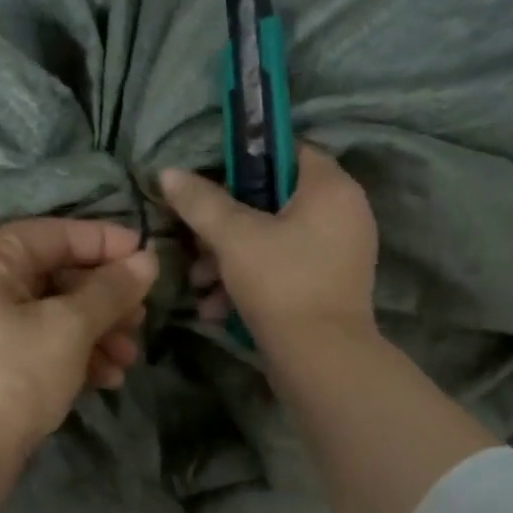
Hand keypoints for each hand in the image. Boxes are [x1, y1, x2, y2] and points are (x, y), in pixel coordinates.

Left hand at [0, 219, 158, 466]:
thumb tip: (149, 260)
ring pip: (51, 310)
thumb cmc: (11, 377)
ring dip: (96, 331)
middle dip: (104, 300)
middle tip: (142, 319)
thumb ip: (111, 289)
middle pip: (54, 274)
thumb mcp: (69, 328)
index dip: (106, 243)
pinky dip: (73, 352)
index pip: (54, 234)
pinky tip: (107, 377)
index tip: (150, 257)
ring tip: (128, 358)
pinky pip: (38, 338)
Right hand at [160, 145, 379, 355]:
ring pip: (273, 240)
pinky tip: (216, 308)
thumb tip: (168, 172)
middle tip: (196, 242)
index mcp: (331, 189)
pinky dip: (251, 282)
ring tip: (199, 283)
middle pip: (274, 201)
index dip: (247, 160)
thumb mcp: (233, 237)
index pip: (289, 151)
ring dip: (229, 259)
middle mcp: (344, 215)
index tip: (211, 182)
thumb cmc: (281, 283)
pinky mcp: (328, 287)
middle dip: (226, 225)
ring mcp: (338, 254)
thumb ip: (201, 201)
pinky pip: (284, 269)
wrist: (321, 360)